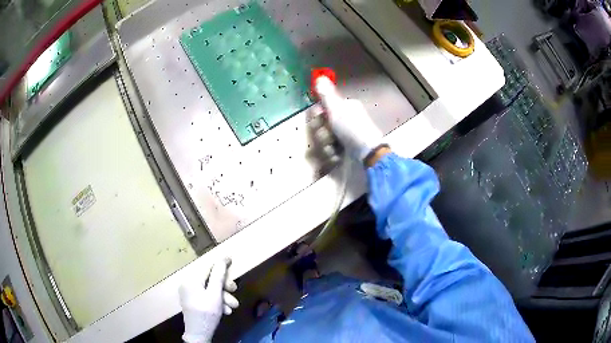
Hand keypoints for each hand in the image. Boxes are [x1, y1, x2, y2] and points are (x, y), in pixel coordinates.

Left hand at [179, 258, 238, 342]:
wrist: (199, 334)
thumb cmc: (207, 313)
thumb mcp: (215, 294)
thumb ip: (218, 276)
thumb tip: (222, 259)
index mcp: (191, 280)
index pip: (207, 267)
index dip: (220, 264)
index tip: (231, 259)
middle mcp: (188, 284)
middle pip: (210, 279)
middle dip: (224, 287)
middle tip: (235, 290)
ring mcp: (190, 294)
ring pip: (210, 290)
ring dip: (223, 297)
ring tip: (232, 307)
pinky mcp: (193, 302)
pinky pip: (207, 297)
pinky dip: (217, 302)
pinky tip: (225, 311)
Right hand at [314, 76, 383, 162]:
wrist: (367, 154)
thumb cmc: (352, 129)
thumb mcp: (337, 110)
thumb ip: (326, 95)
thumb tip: (319, 77)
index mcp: (345, 107)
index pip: (323, 108)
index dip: (317, 114)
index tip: (318, 118)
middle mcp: (345, 119)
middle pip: (322, 125)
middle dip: (322, 132)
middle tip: (330, 135)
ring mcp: (345, 135)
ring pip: (324, 139)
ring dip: (327, 144)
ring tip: (335, 148)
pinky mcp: (345, 150)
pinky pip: (331, 150)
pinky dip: (333, 153)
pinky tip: (338, 155)